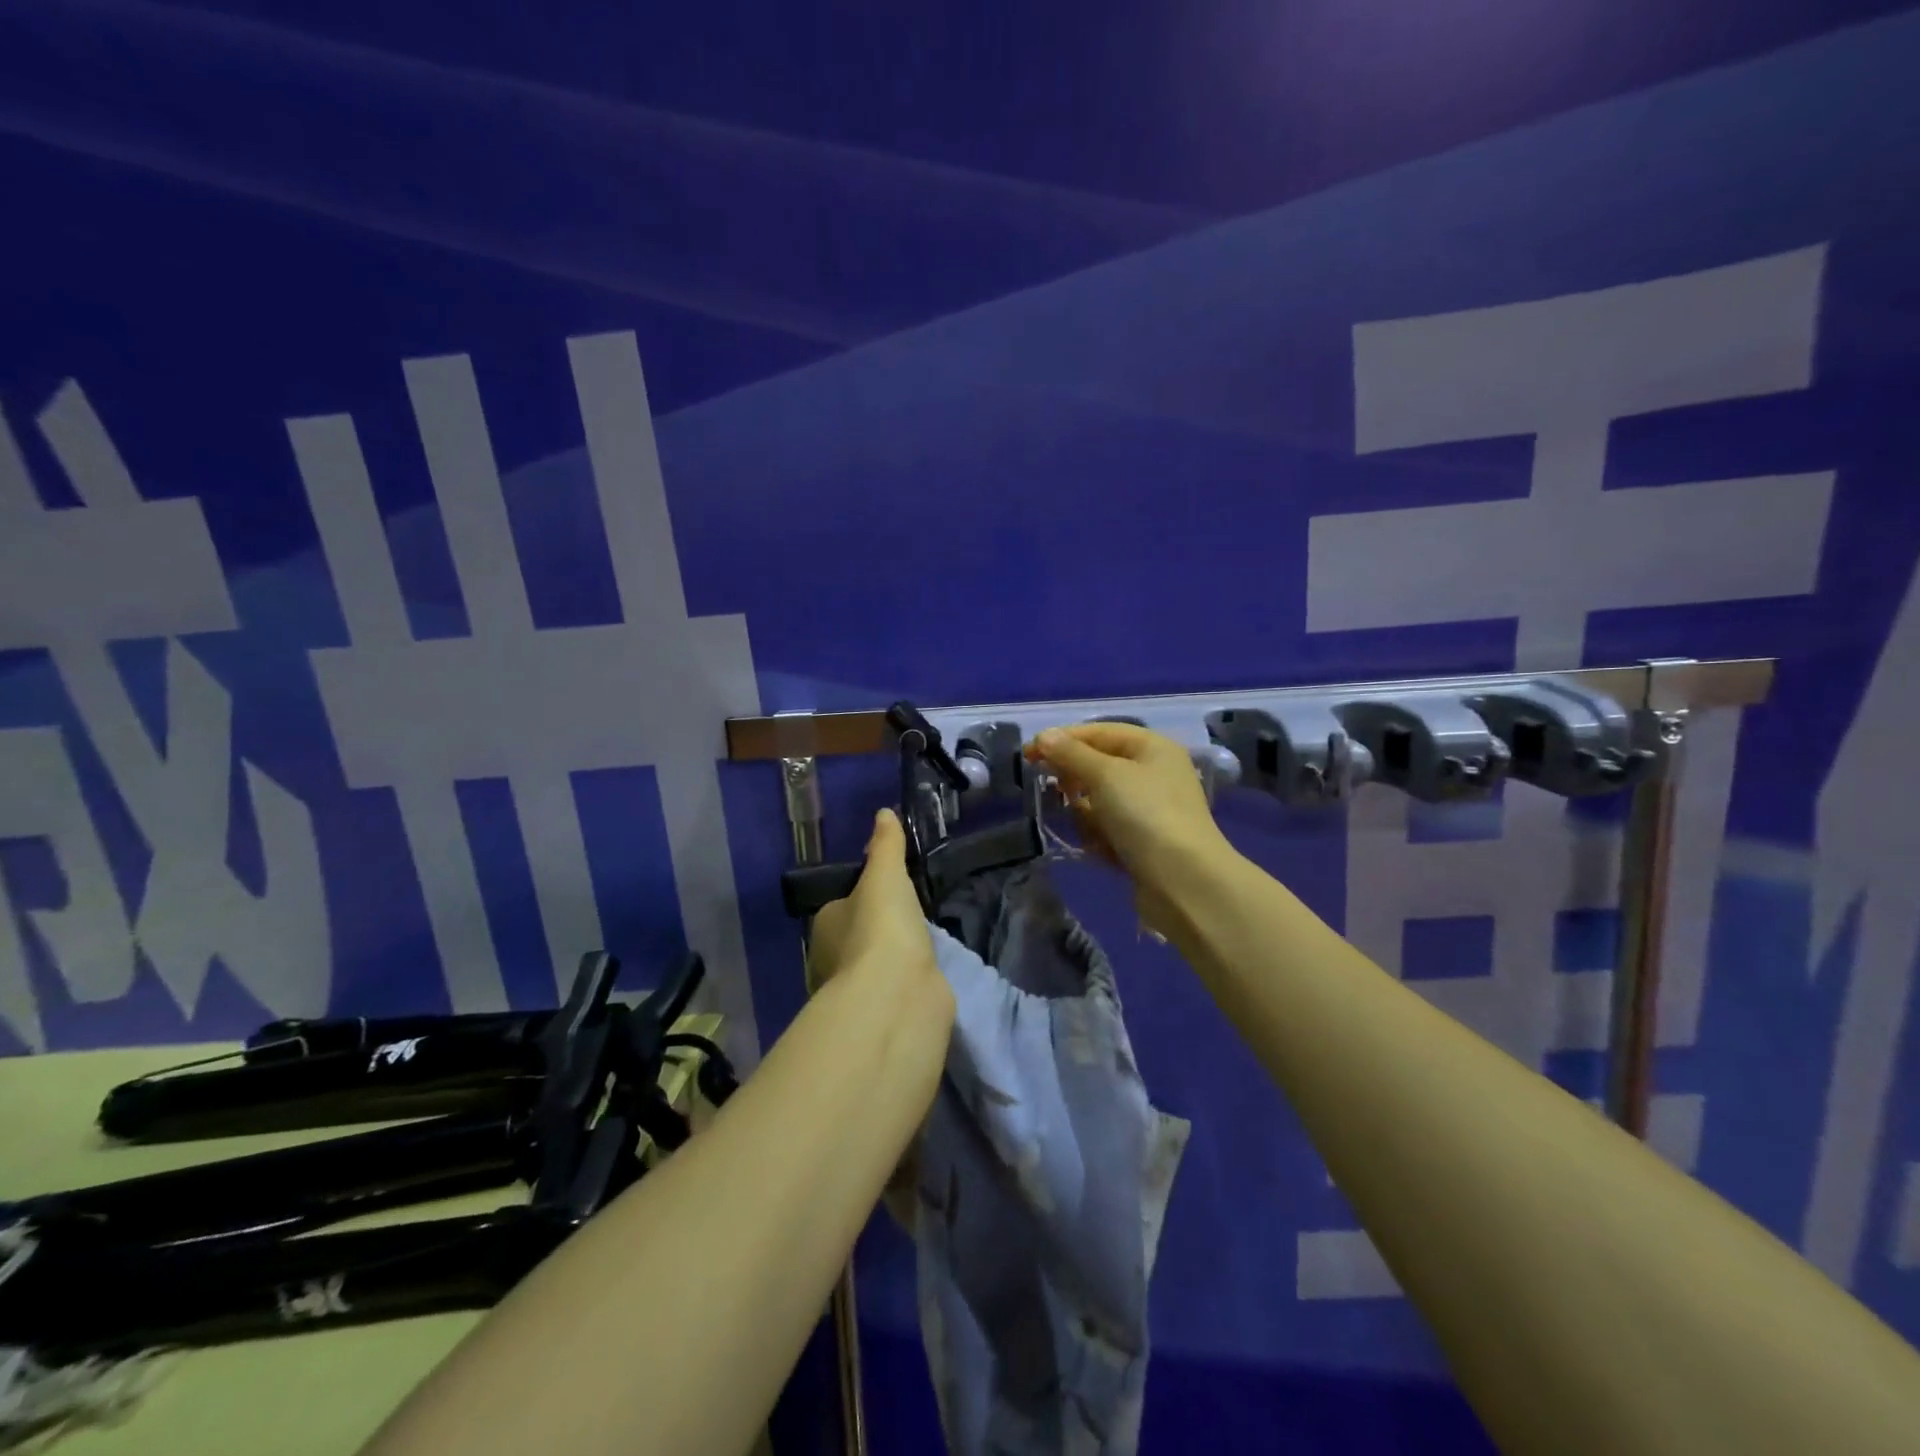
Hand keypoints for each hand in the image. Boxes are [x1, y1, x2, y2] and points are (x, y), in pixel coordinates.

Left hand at [807, 809, 943, 997]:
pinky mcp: (881, 1014)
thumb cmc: (882, 927)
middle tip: (907, 916)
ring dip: (890, 959)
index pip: (840, 906)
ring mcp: (856, 992)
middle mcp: (832, 960)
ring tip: (920, 944)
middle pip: (854, 938)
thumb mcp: (885, 875)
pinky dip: (904, 982)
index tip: (886, 890)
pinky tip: (923, 974)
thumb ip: (886, 846)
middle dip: (875, 931)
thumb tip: (884, 813)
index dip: (861, 897)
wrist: (897, 994)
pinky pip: (892, 990)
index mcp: (825, 925)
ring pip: (872, 968)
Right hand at [1024, 723, 1232, 902]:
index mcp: (1152, 747)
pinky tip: (1100, 849)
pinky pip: (1109, 829)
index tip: (1028, 754)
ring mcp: (1150, 810)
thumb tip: (1044, 736)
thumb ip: (1072, 754)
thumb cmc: (1146, 815)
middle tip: (1055, 792)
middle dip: (1075, 779)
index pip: (1099, 732)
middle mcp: (1154, 773)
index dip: (1063, 739)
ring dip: (1086, 812)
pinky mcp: (1144, 842)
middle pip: (1099, 766)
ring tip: (1089, 827)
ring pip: (1100, 800)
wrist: (1183, 881)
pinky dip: (1099, 836)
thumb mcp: (1105, 775)